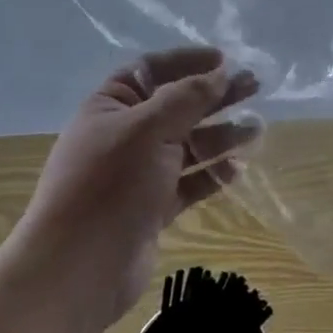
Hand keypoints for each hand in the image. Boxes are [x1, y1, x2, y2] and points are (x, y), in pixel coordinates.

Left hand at [13, 47, 258, 332]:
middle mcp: (124, 135)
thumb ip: (188, 97)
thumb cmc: (109, 186)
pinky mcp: (151, 208)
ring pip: (187, 144)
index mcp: (110, 106)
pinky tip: (238, 168)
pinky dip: (212, 174)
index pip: (152, 70)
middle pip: (176, 105)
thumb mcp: (149, 129)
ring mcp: (138, 173)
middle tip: (254, 86)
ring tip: (257, 129)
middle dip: (214, 95)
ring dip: (220, 135)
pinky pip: (188, 182)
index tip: (225, 59)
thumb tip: (220, 72)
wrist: (75, 274)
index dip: (187, 61)